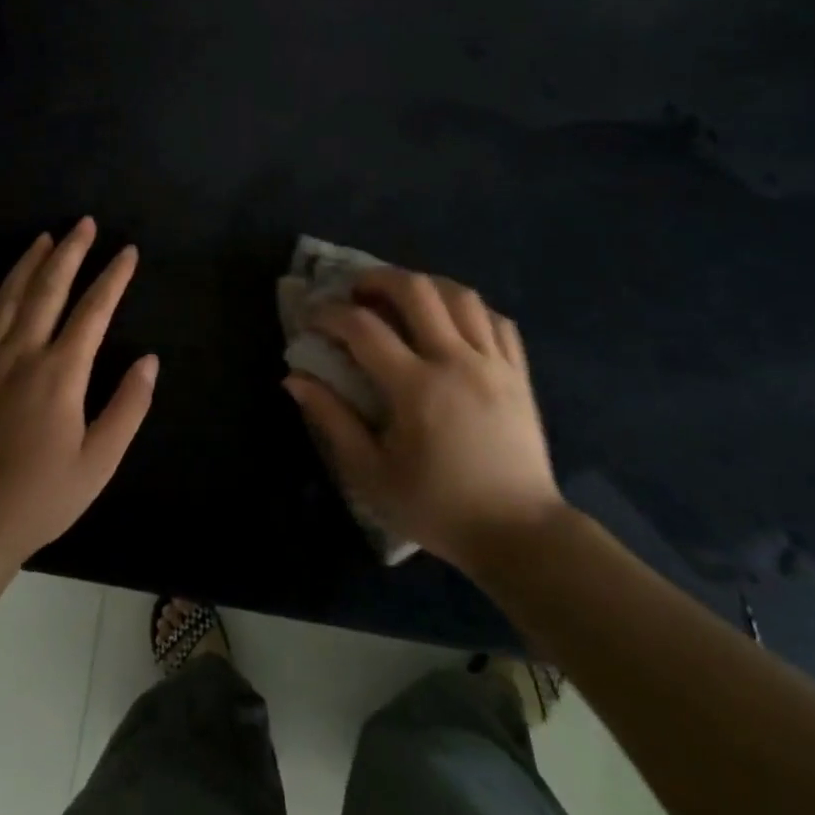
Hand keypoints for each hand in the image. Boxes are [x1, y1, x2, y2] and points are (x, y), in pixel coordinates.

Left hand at [0, 218, 157, 573]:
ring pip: (8, 296)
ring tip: (46, 237)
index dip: (114, 277)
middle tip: (85, 223)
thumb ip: (128, 407)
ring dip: (29, 262)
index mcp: (61, 373)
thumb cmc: (43, 495)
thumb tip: (151, 360)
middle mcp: (22, 354)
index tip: (129, 252)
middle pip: (49, 288)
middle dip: (71, 252)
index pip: (94, 310)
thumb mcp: (100, 461)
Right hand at [284, 268, 563, 567]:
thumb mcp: (371, 475)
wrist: (519, 535)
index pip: (363, 328)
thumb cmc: (437, 508)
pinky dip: (469, 309)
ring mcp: (494, 364)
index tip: (312, 318)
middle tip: (357, 292)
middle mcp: (456, 362)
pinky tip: (452, 320)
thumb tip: (295, 378)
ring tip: (402, 298)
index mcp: (416, 388)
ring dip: (424, 285)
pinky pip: (497, 319)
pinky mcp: (519, 374)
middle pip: (416, 290)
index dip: (330, 314)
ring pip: (460, 295)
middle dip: (378, 279)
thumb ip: (332, 420)